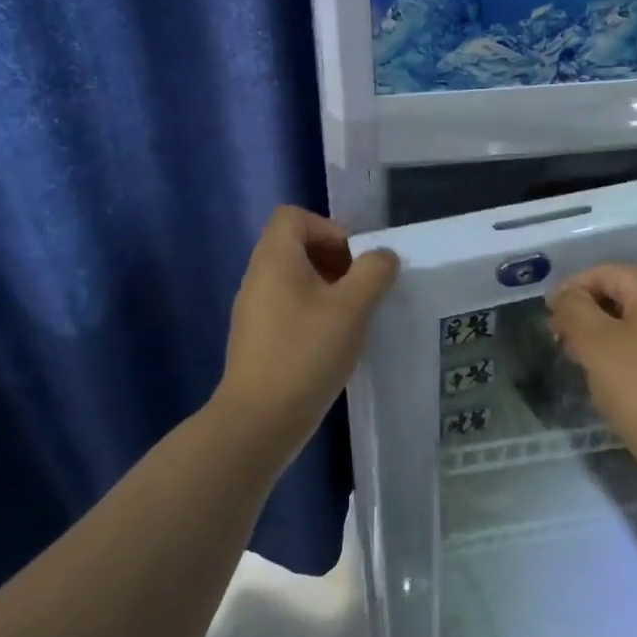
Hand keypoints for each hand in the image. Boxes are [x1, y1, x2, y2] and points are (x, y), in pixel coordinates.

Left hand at [215, 206, 398, 452]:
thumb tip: (382, 257)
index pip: (293, 216)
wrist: (259, 420)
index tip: (354, 261)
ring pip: (293, 279)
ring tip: (352, 317)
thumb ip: (374, 273)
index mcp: (275, 259)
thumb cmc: (306, 353)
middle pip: (295, 245)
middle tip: (361, 288)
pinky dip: (312, 312)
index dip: (328, 228)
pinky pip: (287, 307)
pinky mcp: (257, 339)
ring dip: (327, 288)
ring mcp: (253, 310)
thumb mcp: (352, 308)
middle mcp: (258, 277)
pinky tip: (332, 343)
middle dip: (334, 259)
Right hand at [548, 264, 636, 473]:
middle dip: (589, 315)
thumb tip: (564, 295)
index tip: (549, 321)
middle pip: (625, 294)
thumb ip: (573, 310)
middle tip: (563, 345)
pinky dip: (634, 351)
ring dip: (609, 335)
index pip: (605, 273)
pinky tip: (619, 378)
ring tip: (586, 363)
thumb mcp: (596, 345)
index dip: (570, 291)